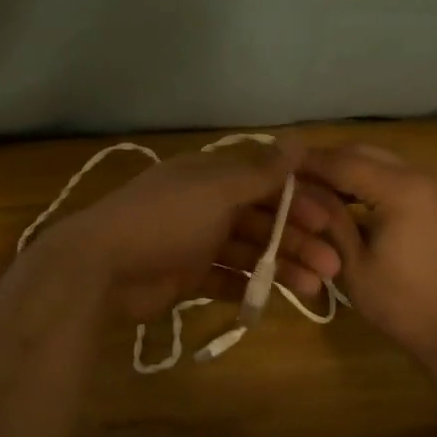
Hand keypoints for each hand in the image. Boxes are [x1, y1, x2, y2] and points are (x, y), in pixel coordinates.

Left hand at [45, 141, 343, 322]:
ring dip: (282, 266)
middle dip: (298, 240)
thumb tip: (299, 138)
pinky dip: (249, 286)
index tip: (331, 220)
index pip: (266, 182)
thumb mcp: (218, 190)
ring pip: (249, 252)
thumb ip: (261, 172)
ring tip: (315, 288)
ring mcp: (194, 242)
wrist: (103, 267)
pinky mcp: (186, 276)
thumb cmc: (166, 219)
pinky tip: (275, 298)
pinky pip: (226, 279)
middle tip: (333, 265)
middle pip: (262, 220)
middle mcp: (205, 205)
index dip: (300, 199)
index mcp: (211, 176)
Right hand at [297, 144, 436, 362]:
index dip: (306, 163)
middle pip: (360, 152)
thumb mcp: (352, 263)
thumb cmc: (402, 303)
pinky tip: (344, 200)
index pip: (342, 162)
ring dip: (345, 170)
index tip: (275, 168)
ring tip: (312, 192)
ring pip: (376, 159)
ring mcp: (433, 182)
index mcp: (401, 189)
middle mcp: (420, 173)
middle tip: (291, 182)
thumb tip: (297, 189)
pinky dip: (366, 180)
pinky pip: (393, 174)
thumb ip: (328, 219)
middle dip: (324, 164)